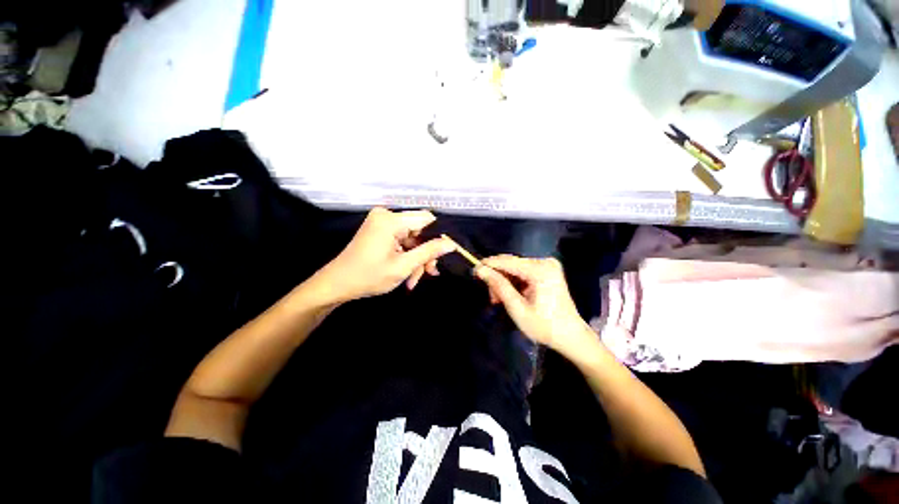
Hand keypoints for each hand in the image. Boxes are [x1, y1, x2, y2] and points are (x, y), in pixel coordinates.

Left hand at [318, 208, 455, 302]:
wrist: (337, 284)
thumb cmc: (368, 276)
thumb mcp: (403, 266)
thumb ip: (429, 252)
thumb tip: (452, 243)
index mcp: (391, 220)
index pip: (427, 220)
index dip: (440, 236)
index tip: (447, 254)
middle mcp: (387, 215)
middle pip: (420, 230)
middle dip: (426, 253)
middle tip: (430, 273)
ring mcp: (382, 223)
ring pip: (413, 238)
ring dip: (417, 258)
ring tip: (415, 280)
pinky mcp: (380, 231)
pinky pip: (402, 241)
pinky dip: (407, 256)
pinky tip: (408, 274)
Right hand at [476, 255, 596, 356]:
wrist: (571, 336)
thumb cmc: (544, 326)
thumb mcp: (517, 308)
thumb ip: (499, 286)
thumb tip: (480, 270)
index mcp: (540, 270)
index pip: (507, 261)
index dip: (488, 265)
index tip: (473, 271)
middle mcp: (544, 262)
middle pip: (510, 263)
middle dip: (497, 277)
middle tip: (491, 297)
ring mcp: (547, 265)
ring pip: (514, 268)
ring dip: (504, 282)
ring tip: (499, 300)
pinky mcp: (546, 270)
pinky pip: (522, 271)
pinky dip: (513, 282)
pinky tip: (510, 295)